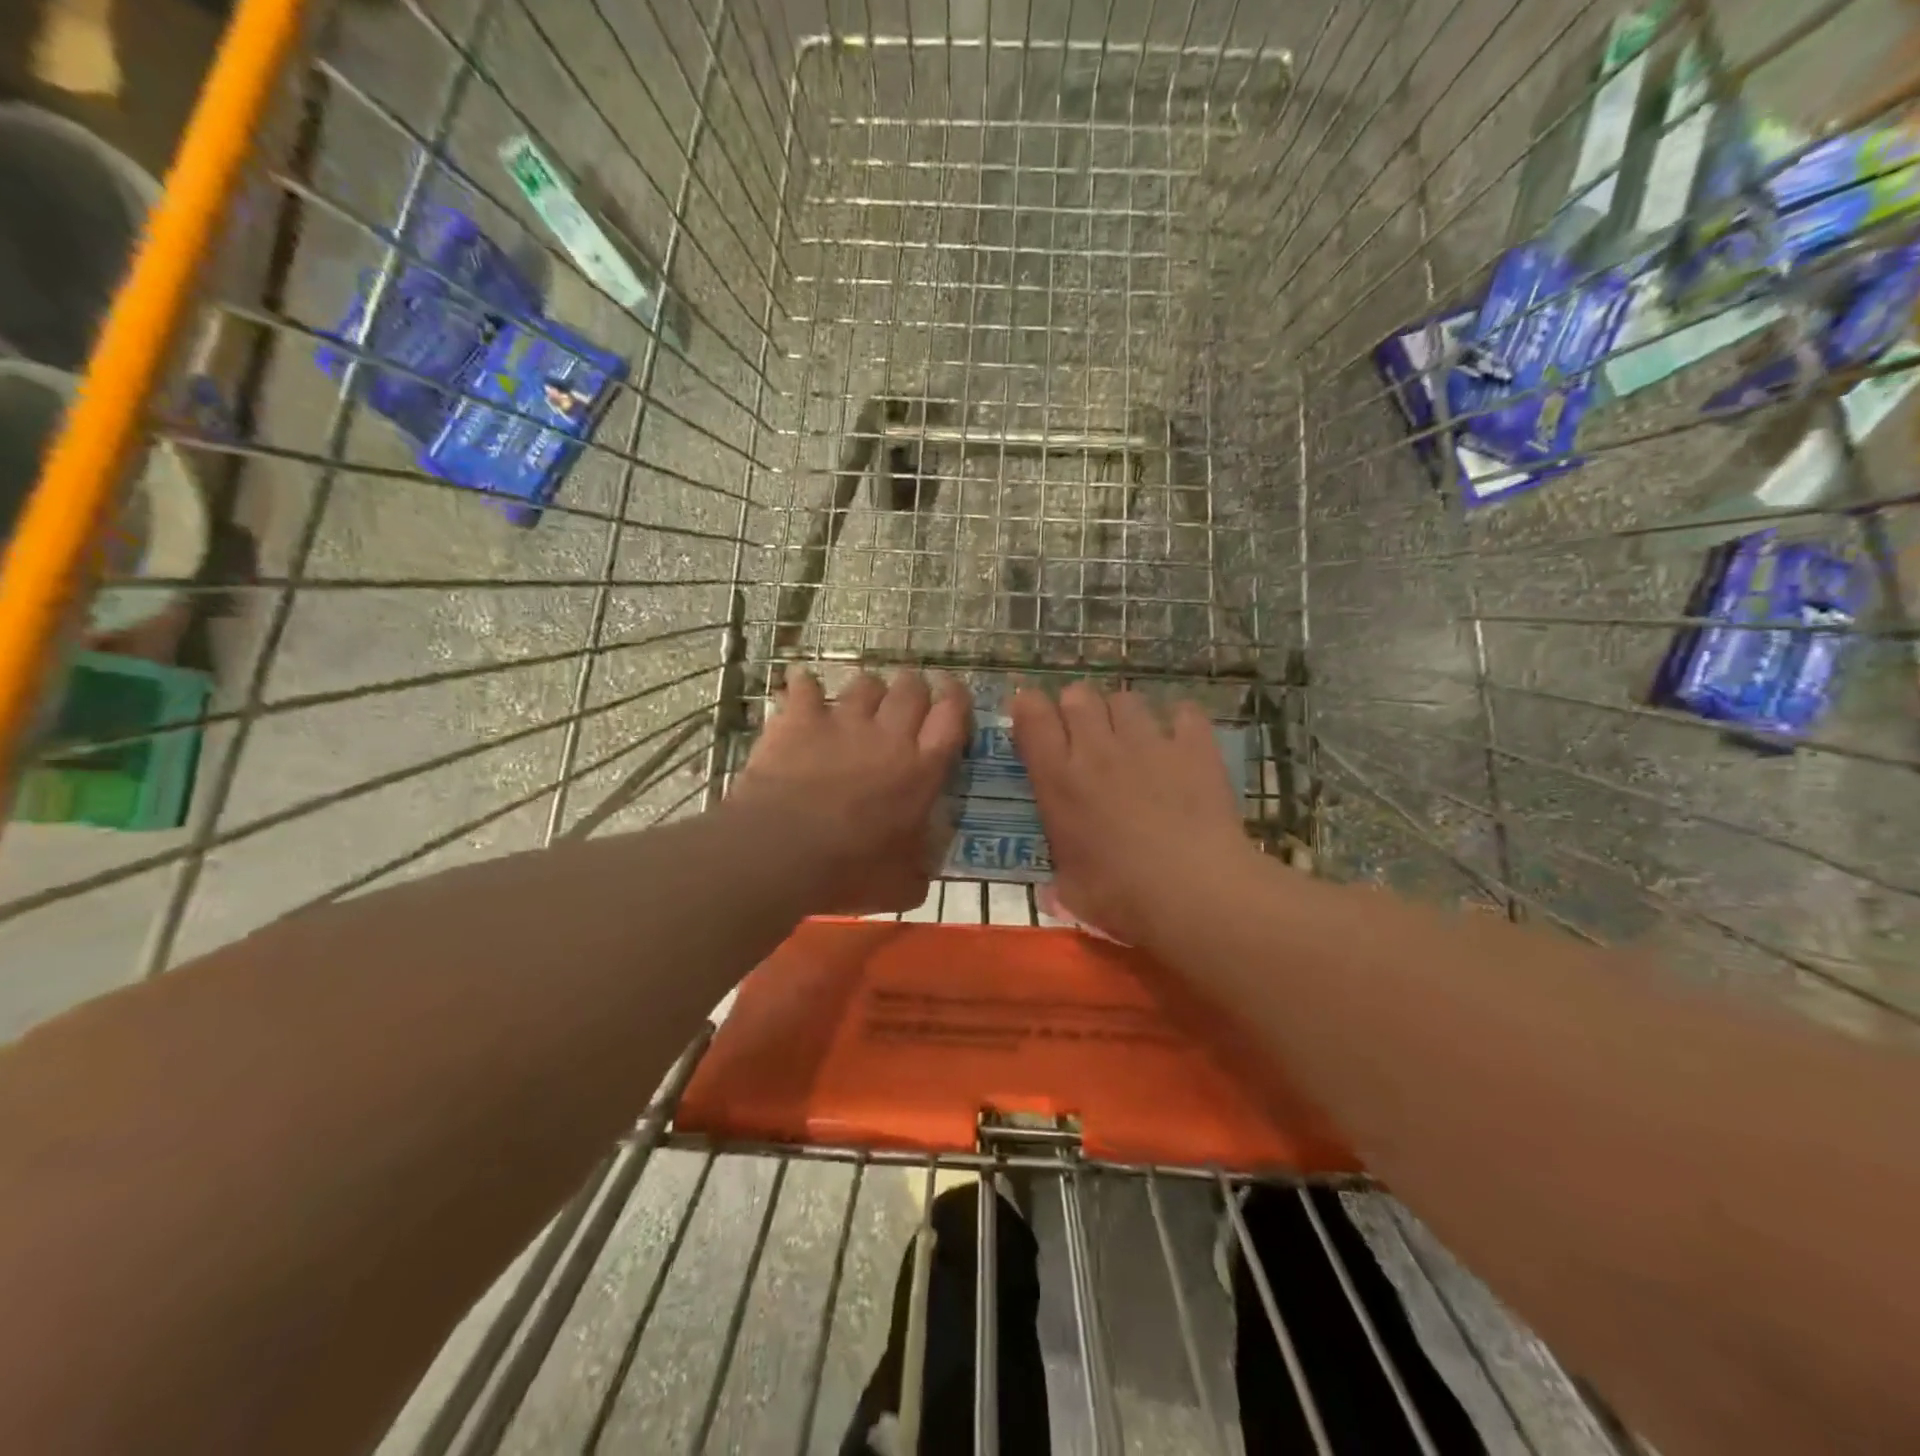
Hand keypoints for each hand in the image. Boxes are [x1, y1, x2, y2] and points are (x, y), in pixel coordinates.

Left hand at [731, 669, 971, 915]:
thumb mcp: (902, 886)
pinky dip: (805, 687)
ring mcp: (843, 722)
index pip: (952, 716)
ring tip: (861, 703)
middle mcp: (889, 735)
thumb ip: (921, 867)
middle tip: (908, 704)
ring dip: (868, 690)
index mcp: (921, 770)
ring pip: (866, 683)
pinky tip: (803, 690)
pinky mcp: (800, 720)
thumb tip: (926, 862)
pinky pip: (805, 687)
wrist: (781, 852)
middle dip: (914, 689)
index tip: (953, 694)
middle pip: (912, 689)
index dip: (957, 699)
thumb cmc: (848, 871)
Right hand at [1011, 682, 1251, 946]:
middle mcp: (1097, 748)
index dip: (1030, 709)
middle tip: (1086, 738)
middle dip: (1077, 708)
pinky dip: (1180, 724)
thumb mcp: (1073, 893)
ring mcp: (1148, 741)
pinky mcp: (1193, 745)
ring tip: (1134, 741)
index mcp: (1058, 778)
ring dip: (1124, 715)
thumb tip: (1051, 895)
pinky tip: (1182, 744)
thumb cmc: (1122, 896)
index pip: (1031, 714)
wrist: (1195, 892)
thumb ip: (1059, 882)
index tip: (1035, 723)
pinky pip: (1183, 712)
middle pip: (1078, 695)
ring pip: (1126, 698)